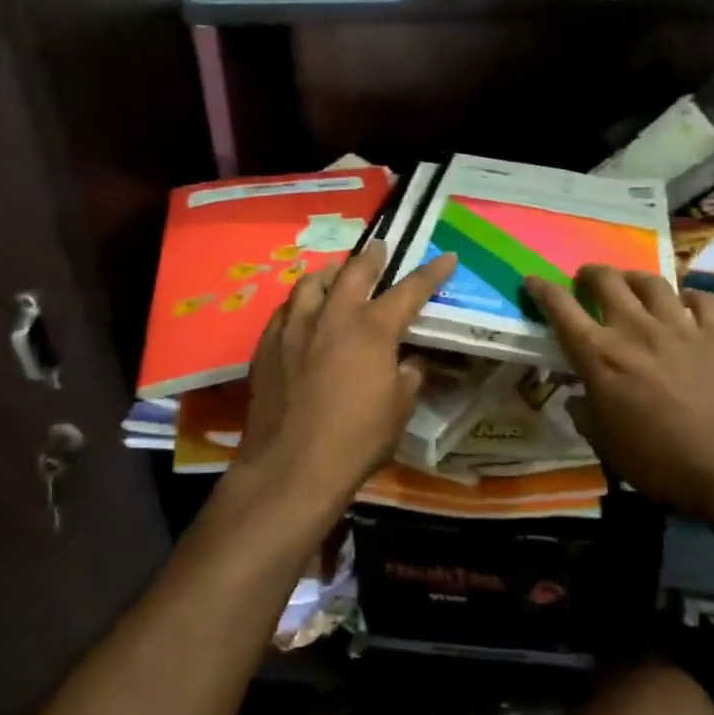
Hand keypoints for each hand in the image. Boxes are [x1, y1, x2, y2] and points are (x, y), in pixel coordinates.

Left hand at [219, 241, 457, 539]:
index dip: (432, 273)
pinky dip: (299, 304)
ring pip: (311, 284)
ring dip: (330, 274)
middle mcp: (332, 317)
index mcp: (372, 329)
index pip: (410, 290)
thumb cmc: (356, 440)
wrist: (292, 467)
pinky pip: (284, 311)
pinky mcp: (266, 346)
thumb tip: (407, 363)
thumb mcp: (399, 410)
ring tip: (336, 273)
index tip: (447, 257)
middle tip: (380, 247)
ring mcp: (294, 328)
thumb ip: (407, 377)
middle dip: (372, 257)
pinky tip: (300, 312)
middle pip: (355, 272)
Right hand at [524, 266, 713, 527]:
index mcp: (601, 356)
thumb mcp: (608, 448)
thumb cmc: (662, 462)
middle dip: (590, 274)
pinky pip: (702, 300)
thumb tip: (577, 399)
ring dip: (635, 277)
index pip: (562, 310)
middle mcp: (636, 329)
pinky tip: (688, 304)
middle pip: (607, 281)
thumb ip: (587, 416)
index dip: (543, 291)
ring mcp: (681, 326)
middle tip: (586, 279)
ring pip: (652, 282)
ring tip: (631, 282)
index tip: (533, 280)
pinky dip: (690, 297)